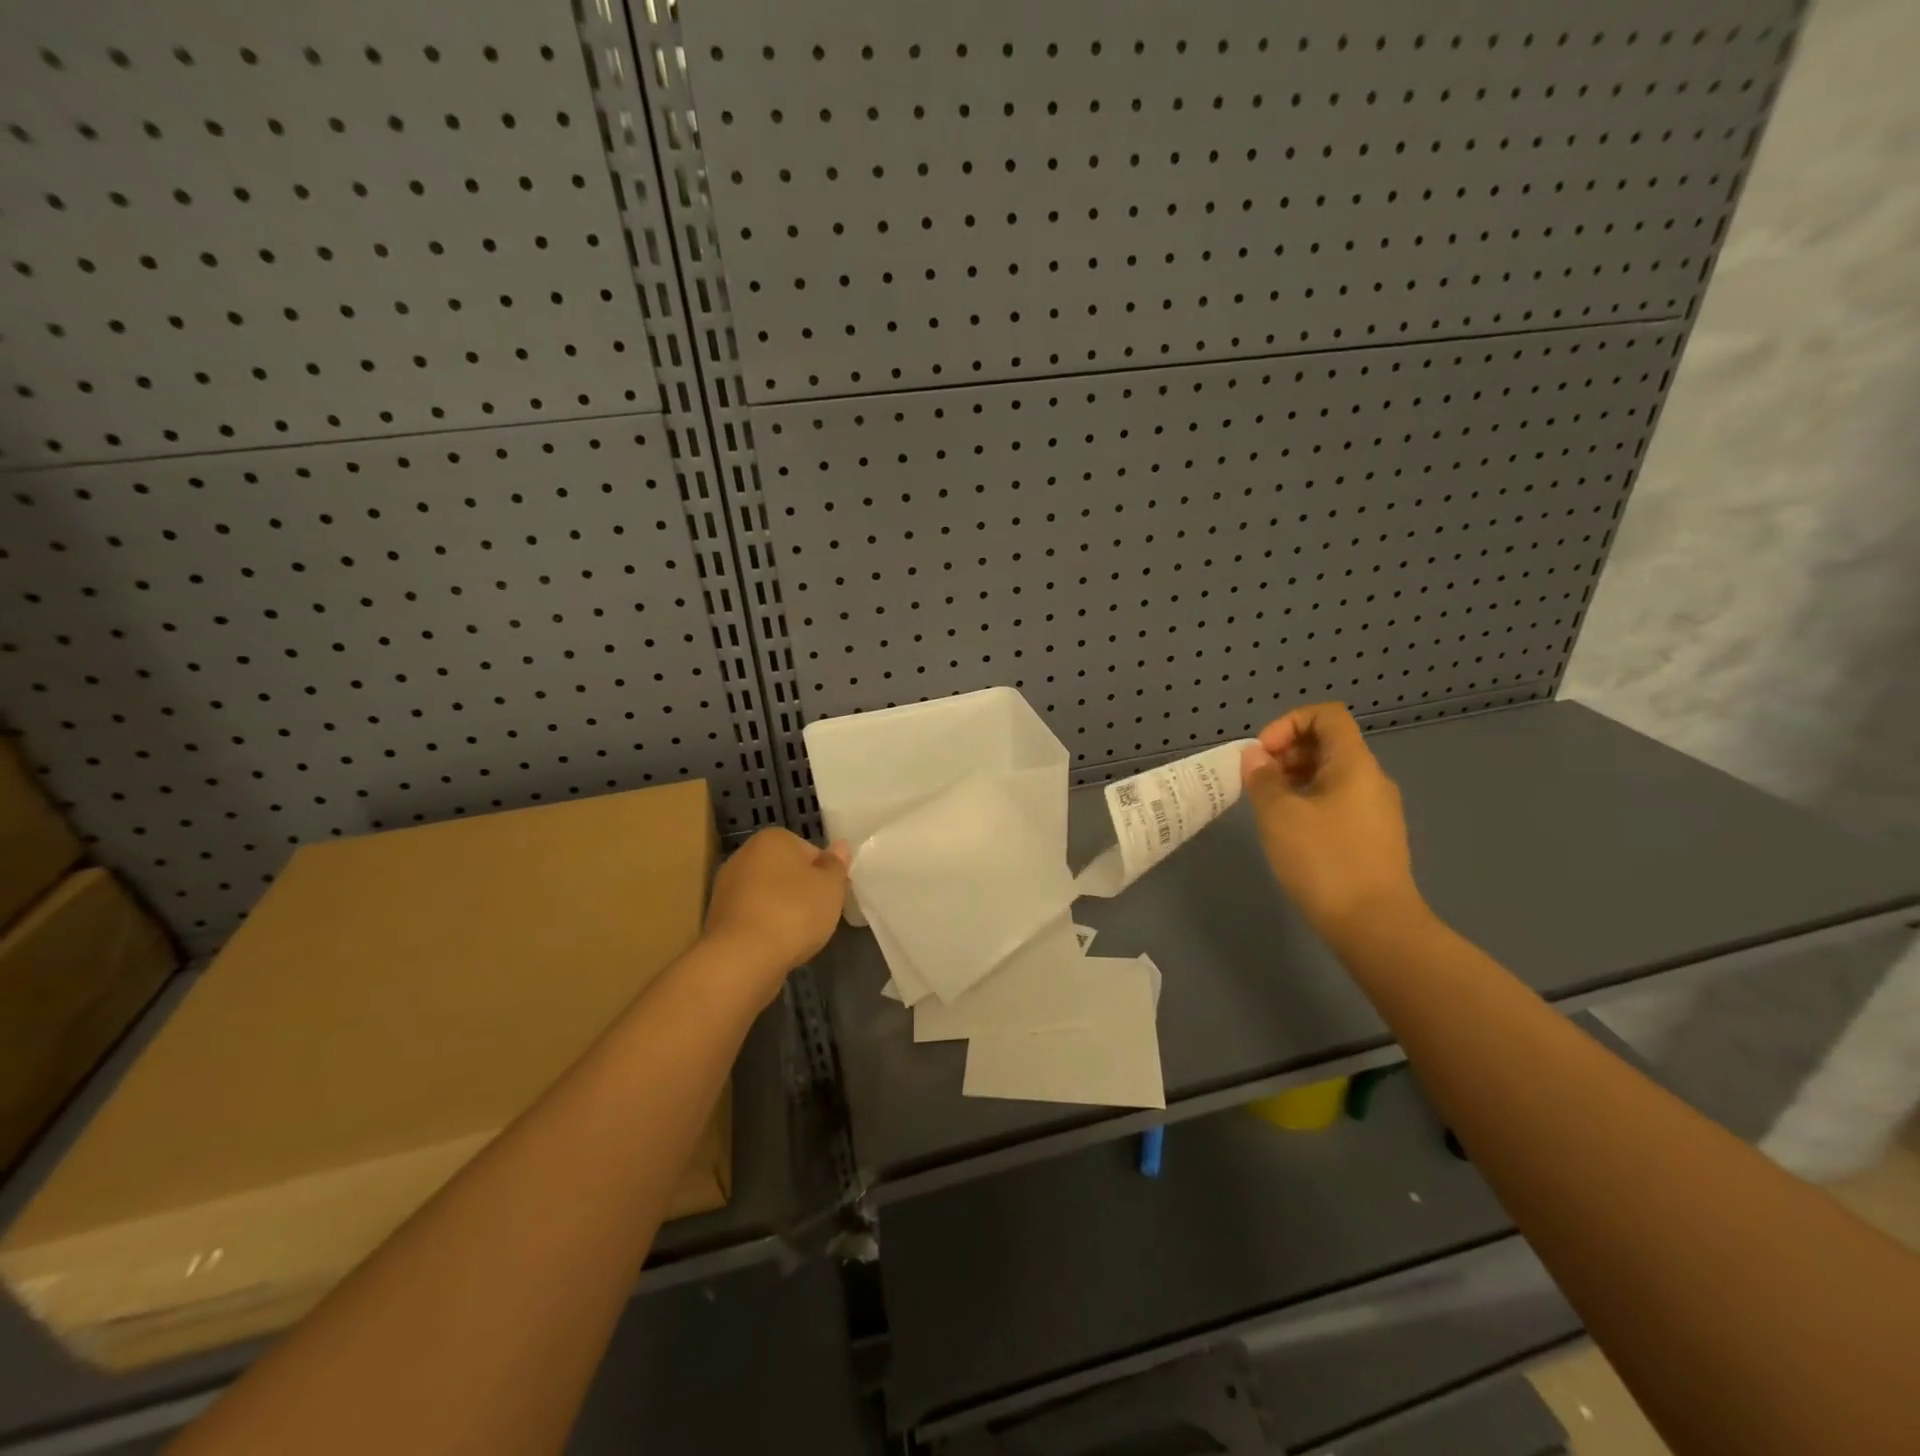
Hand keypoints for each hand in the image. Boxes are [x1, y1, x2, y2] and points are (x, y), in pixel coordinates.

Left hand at [703, 828, 849, 996]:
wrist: (743, 957)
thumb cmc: (794, 912)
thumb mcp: (831, 886)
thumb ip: (836, 864)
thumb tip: (840, 845)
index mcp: (772, 838)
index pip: (809, 850)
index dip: (825, 874)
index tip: (832, 895)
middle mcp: (744, 855)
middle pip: (786, 871)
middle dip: (801, 890)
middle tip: (818, 915)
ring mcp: (727, 887)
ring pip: (768, 895)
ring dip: (782, 910)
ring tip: (797, 934)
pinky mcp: (717, 918)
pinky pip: (752, 916)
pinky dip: (765, 927)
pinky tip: (775, 945)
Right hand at [1240, 703, 1424, 944]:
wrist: (1375, 926)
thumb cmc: (1325, 861)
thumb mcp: (1279, 815)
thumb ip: (1262, 779)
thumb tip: (1255, 757)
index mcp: (1354, 764)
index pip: (1326, 715)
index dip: (1288, 723)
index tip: (1262, 754)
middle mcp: (1371, 779)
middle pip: (1328, 743)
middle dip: (1286, 752)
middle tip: (1258, 782)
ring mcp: (1376, 809)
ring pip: (1331, 775)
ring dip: (1294, 778)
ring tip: (1268, 807)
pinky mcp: (1373, 837)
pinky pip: (1338, 801)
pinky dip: (1309, 801)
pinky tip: (1290, 831)